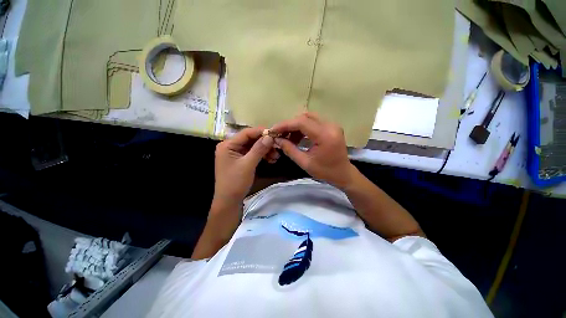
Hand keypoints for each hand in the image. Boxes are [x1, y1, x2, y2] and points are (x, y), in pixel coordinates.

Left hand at [213, 127, 276, 207]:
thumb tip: (270, 136)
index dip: (261, 132)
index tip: (275, 134)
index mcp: (228, 145)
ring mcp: (236, 153)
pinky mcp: (241, 160)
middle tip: (277, 146)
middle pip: (251, 139)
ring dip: (265, 150)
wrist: (229, 201)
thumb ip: (258, 149)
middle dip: (265, 143)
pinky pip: (253, 153)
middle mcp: (231, 146)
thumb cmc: (235, 182)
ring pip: (254, 147)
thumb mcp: (248, 165)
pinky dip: (262, 155)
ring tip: (276, 156)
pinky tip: (272, 159)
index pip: (246, 133)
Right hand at [271, 112, 355, 188]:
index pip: (301, 122)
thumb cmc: (325, 172)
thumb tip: (277, 140)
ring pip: (309, 118)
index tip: (273, 130)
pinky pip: (314, 122)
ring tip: (288, 137)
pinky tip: (298, 137)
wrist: (343, 174)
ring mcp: (333, 125)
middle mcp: (330, 126)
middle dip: (290, 125)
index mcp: (325, 136)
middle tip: (280, 134)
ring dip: (296, 126)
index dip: (285, 125)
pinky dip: (304, 127)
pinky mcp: (332, 127)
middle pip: (305, 117)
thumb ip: (290, 149)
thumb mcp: (305, 163)